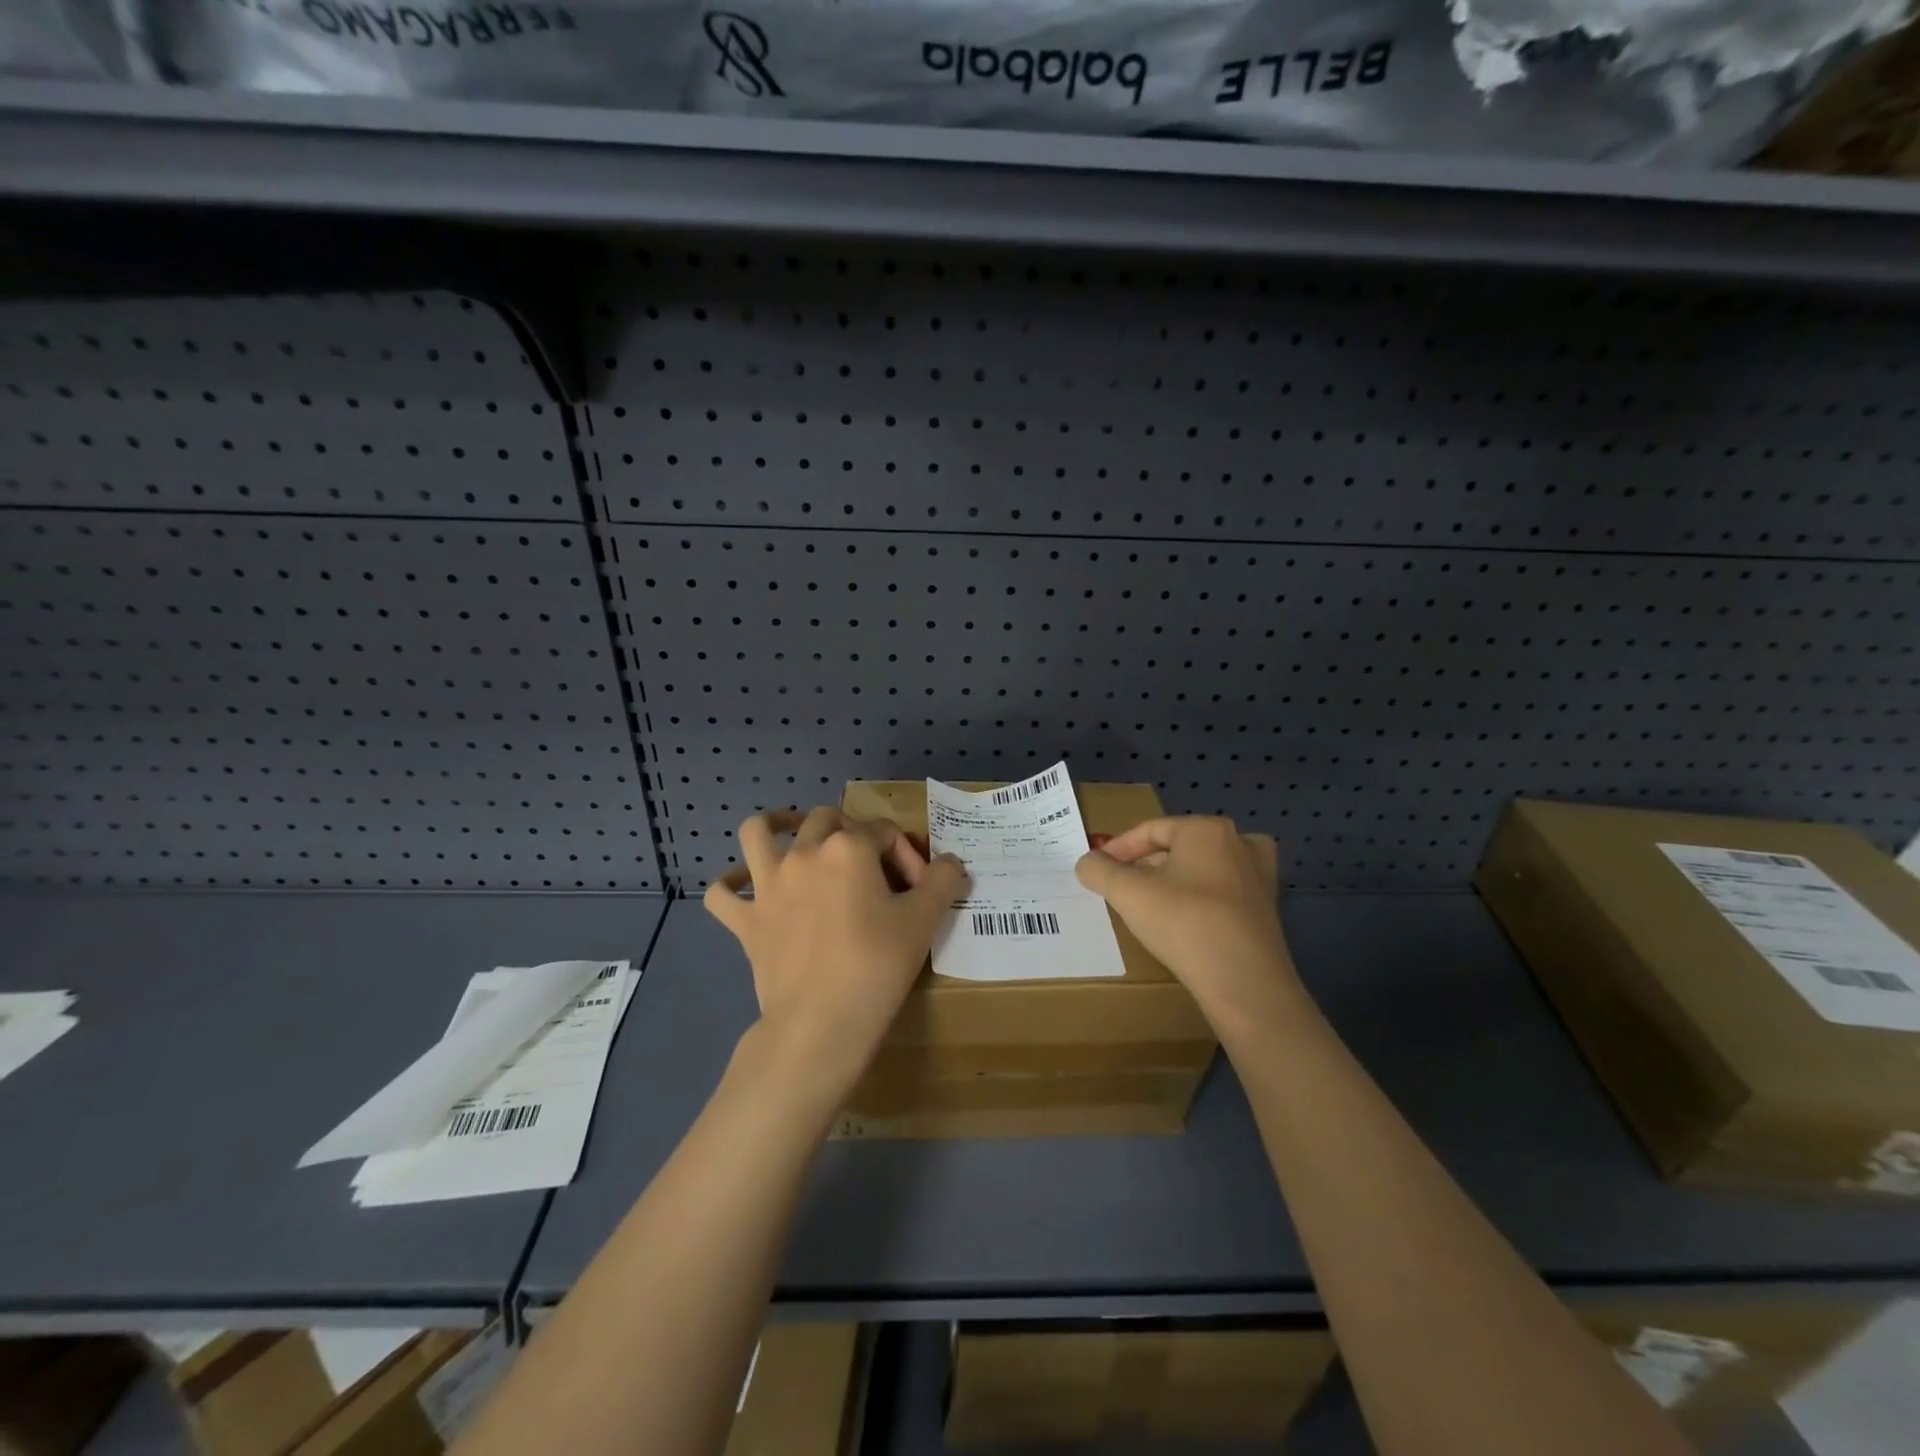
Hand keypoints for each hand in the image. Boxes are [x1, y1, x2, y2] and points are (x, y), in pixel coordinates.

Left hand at [705, 807, 967, 1092]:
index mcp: (847, 847)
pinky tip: (743, 887)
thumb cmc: (877, 966)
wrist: (821, 1024)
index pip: (884, 832)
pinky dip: (730, 885)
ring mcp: (768, 885)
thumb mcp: (924, 920)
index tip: (920, 891)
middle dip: (851, 833)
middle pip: (826, 819)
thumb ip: (943, 880)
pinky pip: (722, 894)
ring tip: (792, 835)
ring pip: (758, 833)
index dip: (907, 855)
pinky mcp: (746, 920)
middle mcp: (803, 854)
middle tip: (868, 867)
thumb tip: (952, 862)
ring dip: (775, 827)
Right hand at [1074, 816, 1298, 1025]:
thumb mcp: (1128, 893)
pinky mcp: (1268, 909)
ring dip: (1176, 881)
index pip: (1151, 830)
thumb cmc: (1184, 923)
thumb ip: (1099, 870)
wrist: (1245, 982)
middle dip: (1147, 864)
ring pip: (1204, 869)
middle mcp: (1239, 843)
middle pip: (1179, 847)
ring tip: (1153, 903)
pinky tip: (1187, 922)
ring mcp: (1260, 876)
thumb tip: (1087, 862)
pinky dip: (1202, 900)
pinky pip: (1224, 893)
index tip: (1098, 869)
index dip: (1118, 848)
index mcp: (1207, 829)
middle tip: (1122, 887)